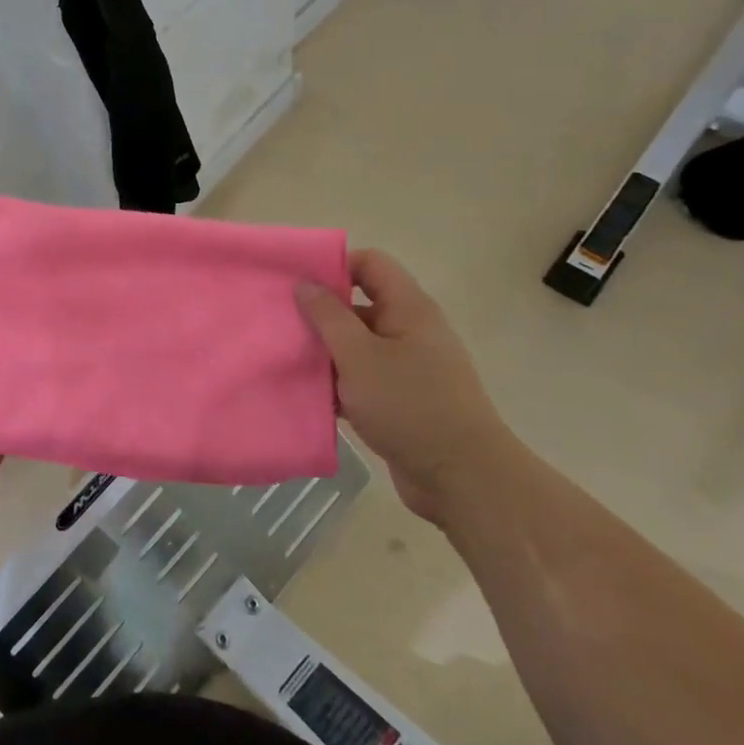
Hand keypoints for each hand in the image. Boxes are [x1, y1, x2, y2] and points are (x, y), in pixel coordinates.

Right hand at [297, 250, 519, 526]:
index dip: (335, 265)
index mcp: (408, 309)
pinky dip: (336, 383)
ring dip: (324, 351)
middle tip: (280, 320)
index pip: (370, 264)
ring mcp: (407, 368)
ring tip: (283, 356)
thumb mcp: (359, 355)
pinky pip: (360, 379)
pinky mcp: (400, 401)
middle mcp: (410, 331)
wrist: (463, 479)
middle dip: (320, 312)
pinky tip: (305, 393)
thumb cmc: (410, 405)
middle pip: (358, 305)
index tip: (297, 281)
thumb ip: (327, 317)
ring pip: (356, 345)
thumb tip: (304, 283)